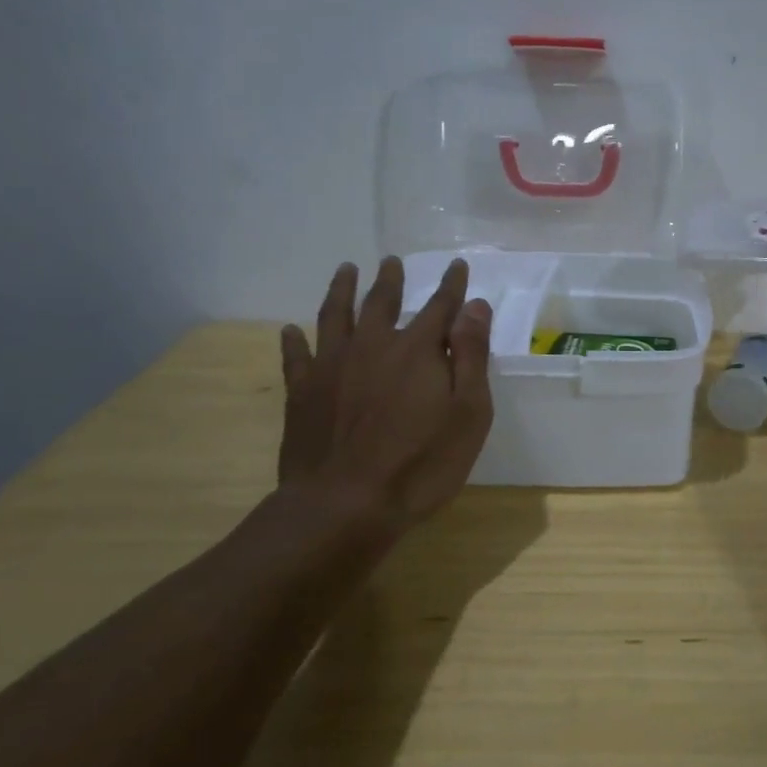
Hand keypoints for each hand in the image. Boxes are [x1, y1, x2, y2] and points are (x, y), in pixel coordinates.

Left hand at [277, 257, 493, 534]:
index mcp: (418, 350)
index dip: (451, 285)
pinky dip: (293, 341)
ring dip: (341, 290)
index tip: (457, 265)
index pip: (440, 306)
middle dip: (390, 280)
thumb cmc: (421, 463)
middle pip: (382, 302)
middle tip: (391, 261)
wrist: (344, 506)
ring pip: (335, 316)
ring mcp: (332, 367)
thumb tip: (475, 306)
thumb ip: (471, 355)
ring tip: (345, 270)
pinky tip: (290, 330)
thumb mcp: (467, 412)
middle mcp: (373, 346)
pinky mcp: (302, 393)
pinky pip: (295, 357)